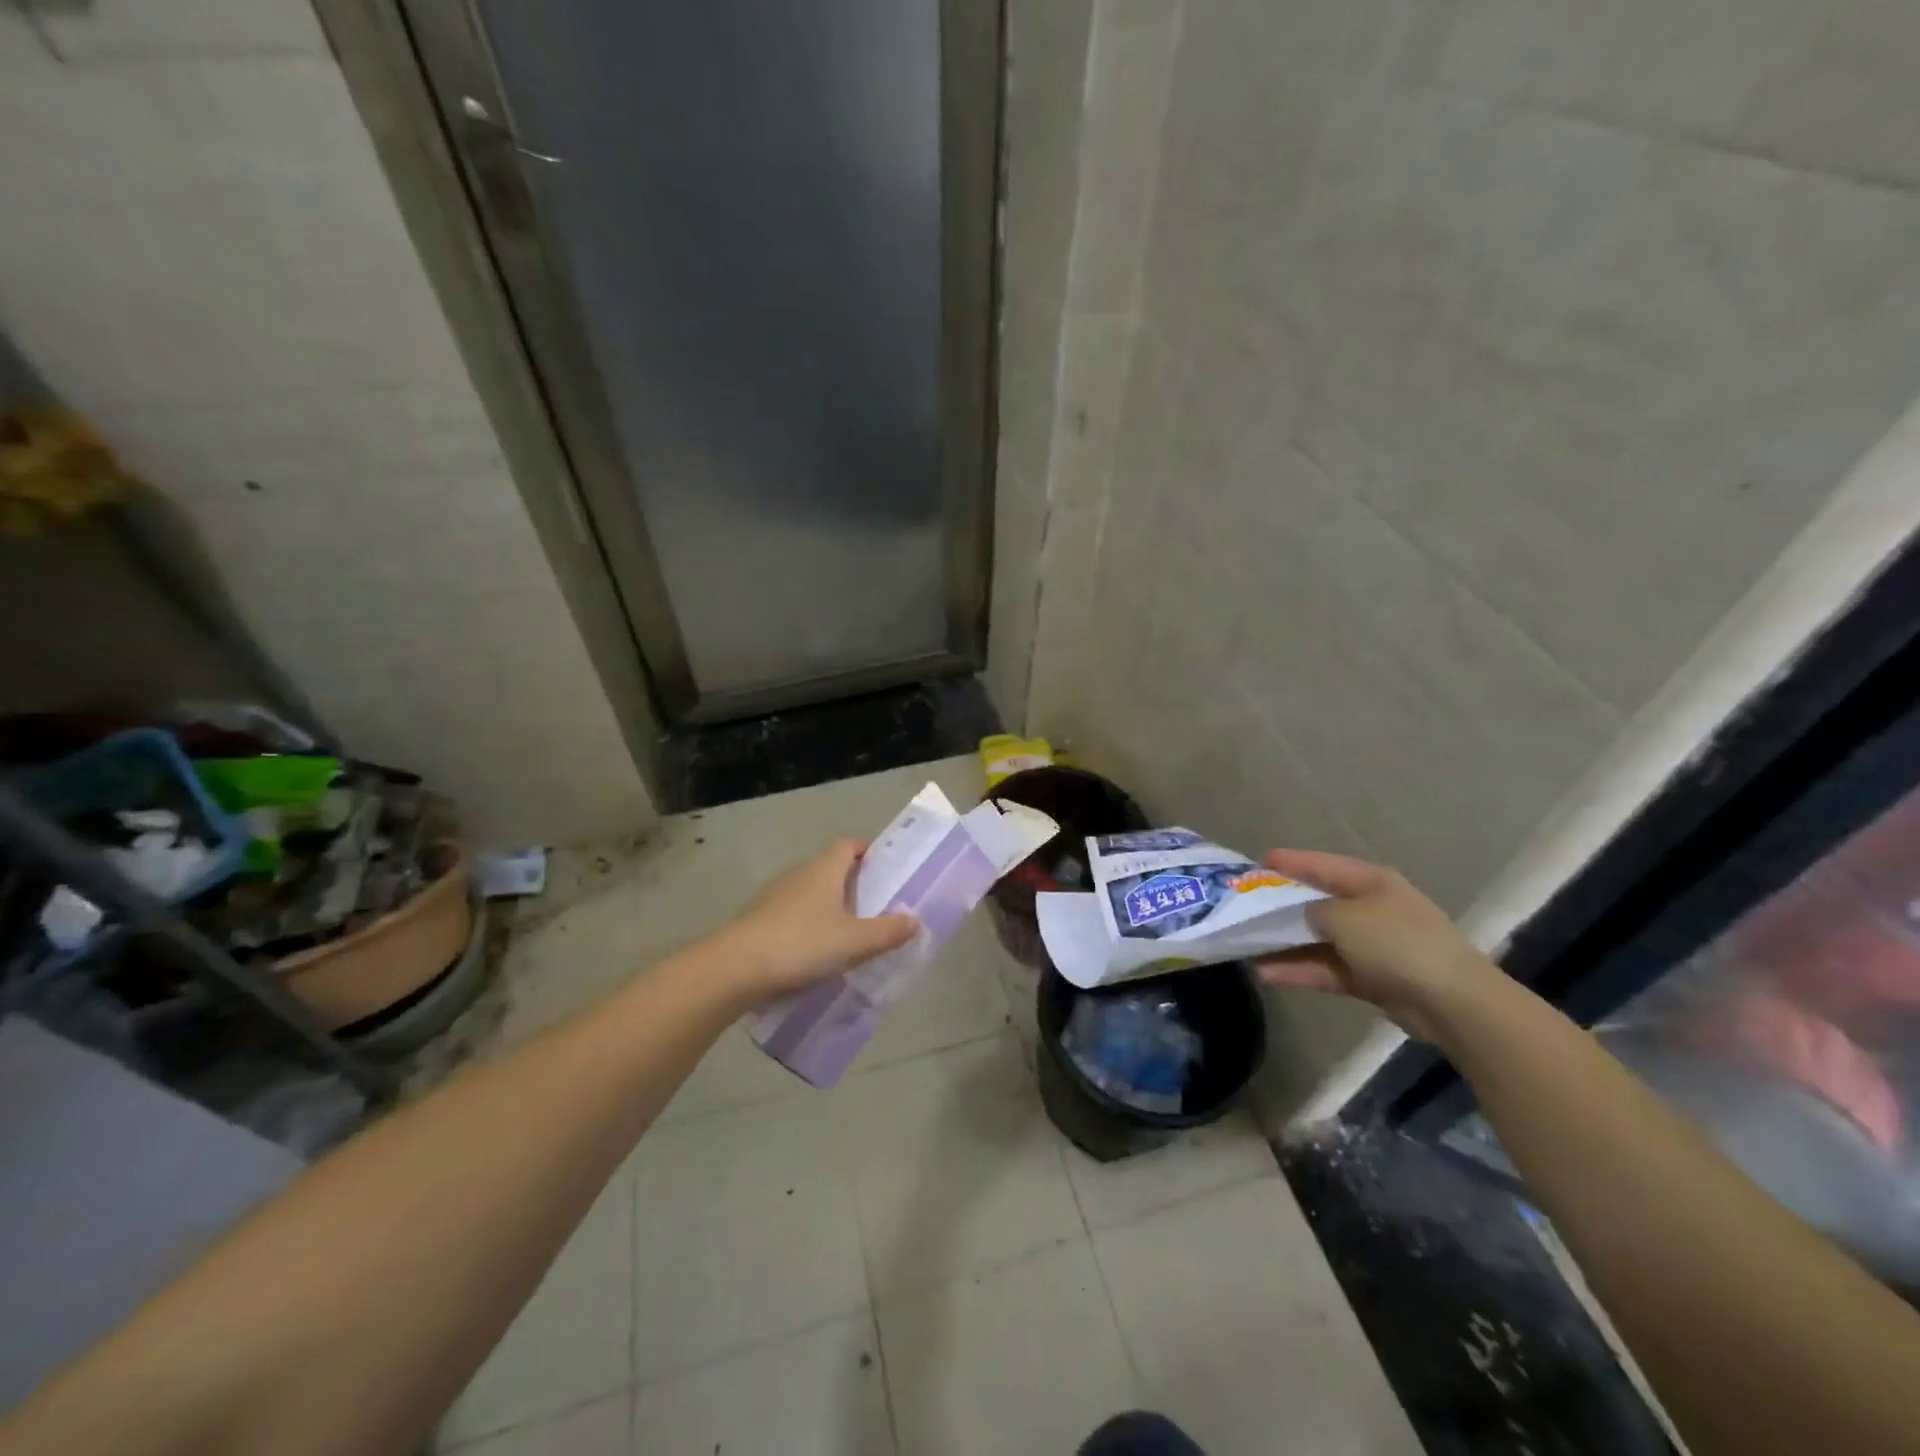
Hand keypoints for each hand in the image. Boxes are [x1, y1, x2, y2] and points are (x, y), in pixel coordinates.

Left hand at [711, 840, 918, 1000]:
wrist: (735, 968)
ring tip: (847, 935)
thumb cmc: (802, 944)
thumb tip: (914, 919)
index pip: (849, 845)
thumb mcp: (855, 942)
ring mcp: (774, 895)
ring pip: (809, 893)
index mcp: (825, 869)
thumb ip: (887, 931)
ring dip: (827, 907)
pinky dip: (806, 926)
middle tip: (874, 909)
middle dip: (851, 885)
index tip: (884, 872)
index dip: (867, 853)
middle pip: (830, 869)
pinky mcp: (757, 919)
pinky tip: (813, 954)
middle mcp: (799, 873)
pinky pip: (791, 915)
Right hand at [1254, 849, 1500, 1041]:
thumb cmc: (1396, 942)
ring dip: (1284, 944)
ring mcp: (1371, 945)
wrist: (1450, 1002)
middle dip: (1281, 906)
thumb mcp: (1344, 917)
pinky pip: (1326, 968)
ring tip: (1245, 946)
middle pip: (1317, 902)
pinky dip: (1299, 970)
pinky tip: (1265, 974)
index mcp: (1370, 882)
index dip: (1290, 862)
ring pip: (1317, 939)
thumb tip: (1303, 916)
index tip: (1257, 862)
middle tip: (1243, 905)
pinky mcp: (1370, 978)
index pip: (1322, 865)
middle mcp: (1370, 908)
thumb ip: (1313, 911)